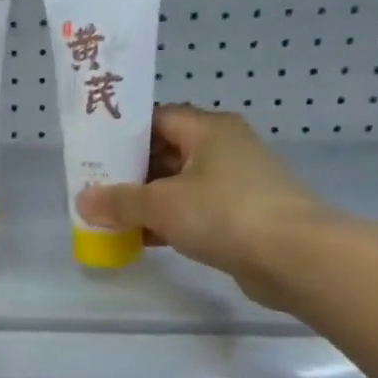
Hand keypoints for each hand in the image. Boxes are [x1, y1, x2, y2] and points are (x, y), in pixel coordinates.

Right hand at [75, 105, 328, 309]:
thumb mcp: (160, 204)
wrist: (295, 258)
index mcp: (208, 130)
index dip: (123, 134)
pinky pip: (194, 211)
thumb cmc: (224, 213)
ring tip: (109, 217)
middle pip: (165, 152)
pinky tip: (140, 240)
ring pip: (178, 185)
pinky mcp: (242, 216)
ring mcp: (236, 184)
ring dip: (146, 202)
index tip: (93, 153)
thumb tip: (82, 201)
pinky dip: (168, 222)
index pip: (156, 118)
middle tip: (94, 188)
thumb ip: (118, 201)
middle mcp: (224, 149)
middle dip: (129, 173)